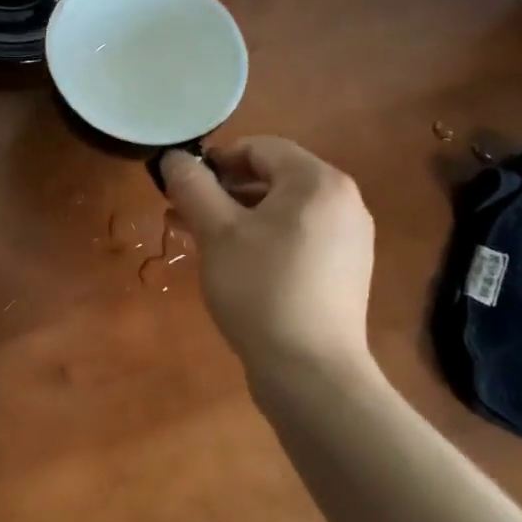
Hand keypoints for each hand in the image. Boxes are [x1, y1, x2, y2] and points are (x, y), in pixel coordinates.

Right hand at [161, 136, 375, 381]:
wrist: (311, 373)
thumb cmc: (261, 288)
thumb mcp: (216, 231)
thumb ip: (192, 186)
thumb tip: (172, 158)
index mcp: (318, 181)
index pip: (259, 148)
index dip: (215, 161)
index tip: (182, 186)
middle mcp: (343, 201)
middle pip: (272, 177)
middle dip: (222, 191)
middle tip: (184, 214)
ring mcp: (349, 239)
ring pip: (282, 210)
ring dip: (237, 216)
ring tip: (198, 238)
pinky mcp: (344, 271)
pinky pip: (297, 237)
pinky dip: (262, 239)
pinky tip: (232, 262)